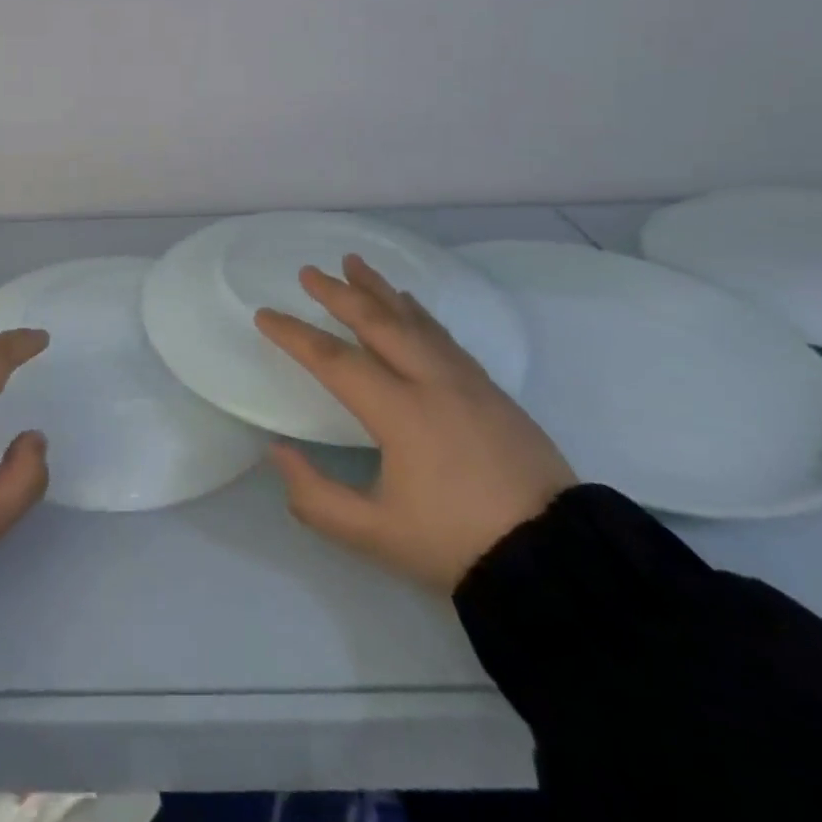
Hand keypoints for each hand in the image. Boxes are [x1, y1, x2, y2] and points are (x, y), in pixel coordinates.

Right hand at [256, 255, 575, 594]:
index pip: (334, 360)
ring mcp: (466, 381)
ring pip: (414, 320)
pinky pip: (443, 335)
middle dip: (339, 294)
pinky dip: (418, 312)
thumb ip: (316, 497)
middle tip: (310, 271)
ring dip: (379, 289)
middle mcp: (431, 382)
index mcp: (400, 412)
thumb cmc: (457, 543)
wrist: (557, 558)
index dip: (295, 334)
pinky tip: (410, 305)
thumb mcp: (374, 535)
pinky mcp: (492, 390)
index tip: (265, 314)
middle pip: (377, 322)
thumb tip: (278, 452)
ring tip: (355, 263)